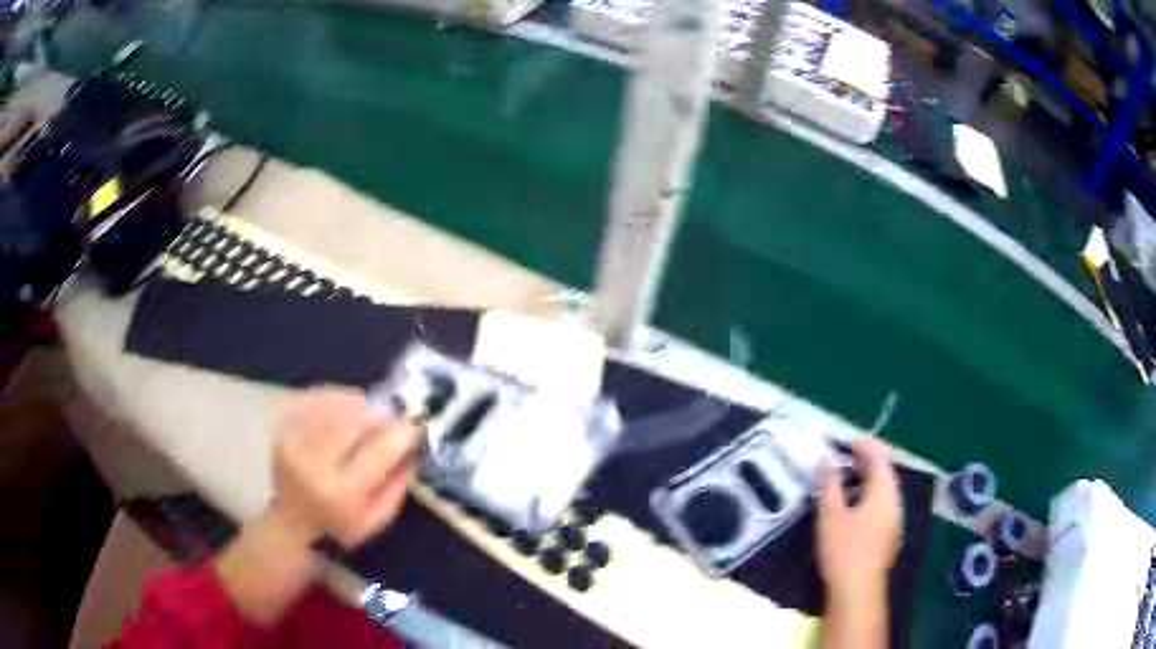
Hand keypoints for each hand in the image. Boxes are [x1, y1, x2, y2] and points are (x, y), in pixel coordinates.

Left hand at [217, 389, 422, 625]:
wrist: (291, 523)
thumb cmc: (340, 526)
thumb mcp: (376, 519)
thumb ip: (396, 485)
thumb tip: (412, 447)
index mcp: (342, 492)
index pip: (378, 452)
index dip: (401, 433)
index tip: (417, 425)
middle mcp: (315, 464)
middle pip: (355, 421)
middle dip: (380, 414)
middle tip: (393, 415)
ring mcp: (294, 444)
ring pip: (335, 406)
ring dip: (359, 404)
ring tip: (370, 411)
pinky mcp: (283, 431)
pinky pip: (314, 401)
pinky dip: (334, 399)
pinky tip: (345, 406)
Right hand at [816, 437, 902, 603]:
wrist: (857, 591)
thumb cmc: (844, 550)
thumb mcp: (831, 515)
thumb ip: (829, 485)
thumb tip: (826, 460)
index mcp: (884, 493)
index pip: (880, 459)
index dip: (866, 446)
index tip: (848, 441)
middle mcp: (895, 503)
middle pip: (885, 474)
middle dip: (866, 463)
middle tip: (844, 458)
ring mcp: (894, 521)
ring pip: (883, 492)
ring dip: (866, 482)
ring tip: (844, 482)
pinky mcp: (888, 536)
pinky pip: (881, 506)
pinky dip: (868, 498)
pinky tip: (852, 508)